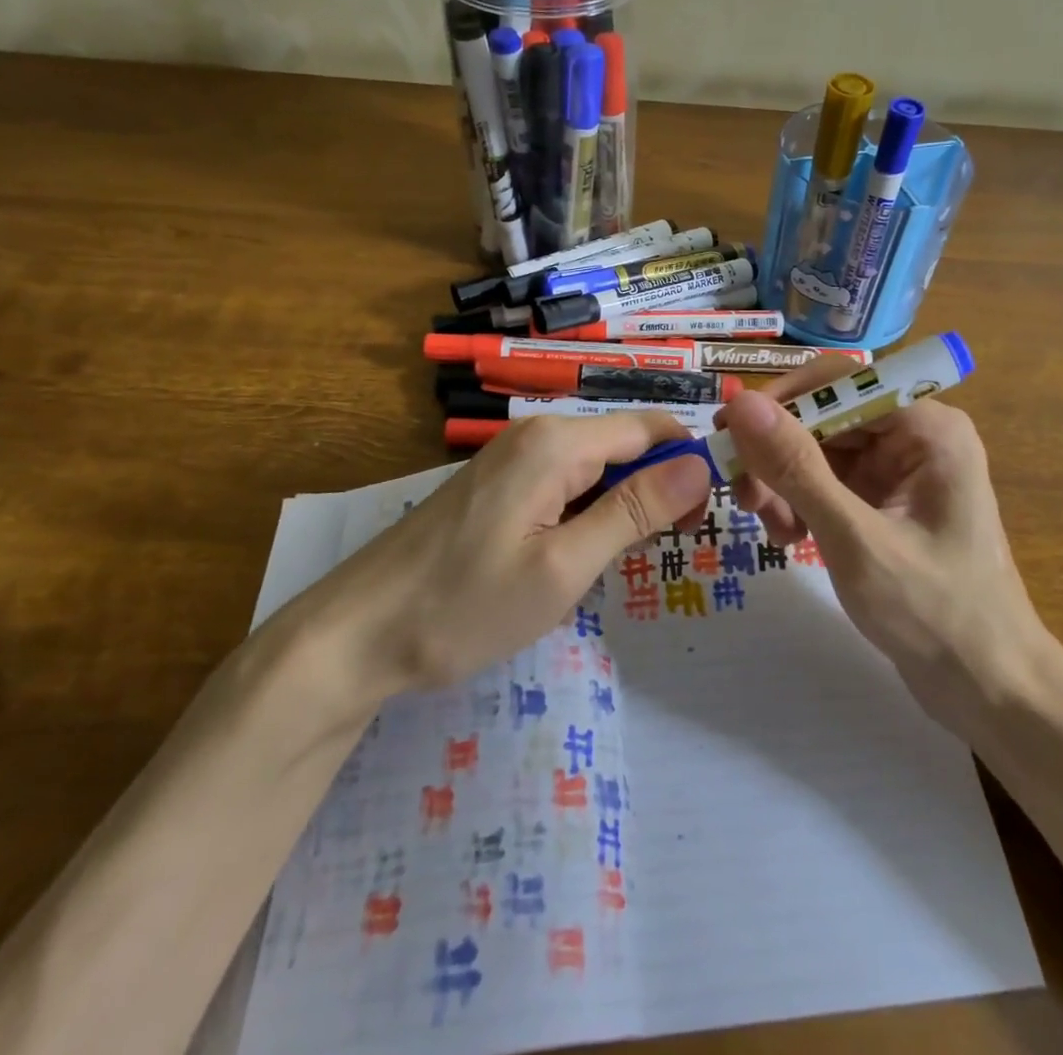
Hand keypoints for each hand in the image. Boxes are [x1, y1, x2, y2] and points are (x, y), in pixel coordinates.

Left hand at [299, 413, 713, 702]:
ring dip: (621, 504)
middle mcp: (537, 434)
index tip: (704, 519)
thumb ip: (634, 510)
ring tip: (620, 561)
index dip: (689, 464)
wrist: (358, 634)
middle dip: (657, 487)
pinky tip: (577, 555)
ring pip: (596, 466)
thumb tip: (701, 465)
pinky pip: (563, 483)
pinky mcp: (497, 484)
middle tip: (666, 550)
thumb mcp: (564, 566)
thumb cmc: (466, 605)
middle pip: (624, 444)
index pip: (651, 428)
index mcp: (558, 442)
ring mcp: (512, 458)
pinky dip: (587, 512)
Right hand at [715, 359, 1046, 727]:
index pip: (837, 381)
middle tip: (743, 497)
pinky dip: (801, 503)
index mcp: (926, 426)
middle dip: (778, 455)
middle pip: (824, 417)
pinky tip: (790, 537)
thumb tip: (741, 403)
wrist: (989, 688)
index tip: (729, 436)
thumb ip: (796, 467)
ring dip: (784, 483)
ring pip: (818, 451)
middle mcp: (914, 435)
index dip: (779, 402)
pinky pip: (828, 482)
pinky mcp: (886, 500)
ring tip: (771, 528)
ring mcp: (900, 469)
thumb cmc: (934, 612)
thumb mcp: (854, 538)